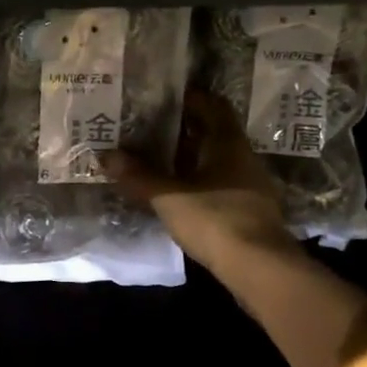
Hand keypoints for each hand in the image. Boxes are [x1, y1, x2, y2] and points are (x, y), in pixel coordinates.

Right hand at [104, 90, 292, 273]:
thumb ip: (139, 176)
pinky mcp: (249, 211)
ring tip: (159, 159)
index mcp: (229, 144)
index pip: (213, 106)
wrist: (260, 268)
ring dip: (192, 158)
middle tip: (152, 127)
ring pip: (217, 161)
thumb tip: (106, 155)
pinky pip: (221, 184)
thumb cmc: (215, 219)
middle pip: (215, 133)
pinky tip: (179, 192)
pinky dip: (200, 182)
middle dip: (186, 129)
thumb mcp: (169, 197)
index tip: (162, 98)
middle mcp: (243, 158)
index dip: (191, 99)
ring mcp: (250, 186)